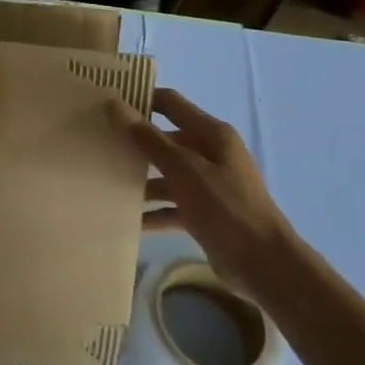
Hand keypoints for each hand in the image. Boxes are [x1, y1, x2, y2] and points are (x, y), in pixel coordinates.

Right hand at [109, 88, 290, 277]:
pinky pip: (173, 205)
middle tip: (99, 143)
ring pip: (167, 173)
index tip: (107, 102)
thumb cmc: (226, 207)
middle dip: (135, 142)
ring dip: (142, 179)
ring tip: (106, 182)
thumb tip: (114, 104)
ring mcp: (209, 184)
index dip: (141, 99)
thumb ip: (148, 138)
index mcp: (211, 134)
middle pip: (165, 139)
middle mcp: (211, 153)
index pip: (170, 103)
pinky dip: (155, 211)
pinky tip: (130, 219)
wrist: (265, 265)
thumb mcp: (183, 169)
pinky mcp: (206, 213)